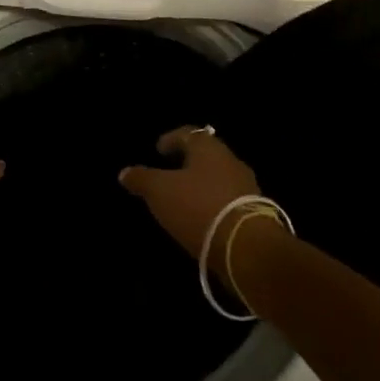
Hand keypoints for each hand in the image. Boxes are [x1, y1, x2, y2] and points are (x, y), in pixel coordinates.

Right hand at [118, 126, 262, 280]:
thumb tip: (124, 172)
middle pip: (205, 154)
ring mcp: (246, 185)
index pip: (188, 133)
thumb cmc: (198, 207)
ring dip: (202, 184)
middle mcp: (230, 160)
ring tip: (184, 197)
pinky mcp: (255, 211)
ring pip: (218, 177)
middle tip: (169, 172)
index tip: (158, 150)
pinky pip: (228, 199)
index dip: (171, 139)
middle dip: (187, 162)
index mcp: (208, 148)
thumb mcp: (160, 192)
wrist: (246, 246)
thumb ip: (142, 179)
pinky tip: (203, 216)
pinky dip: (213, 202)